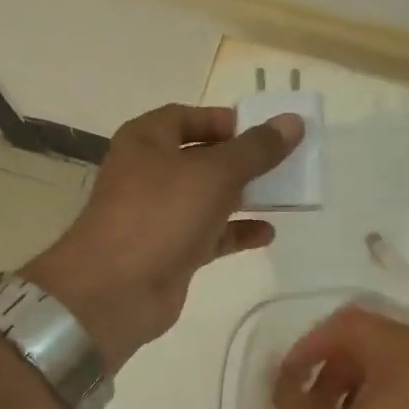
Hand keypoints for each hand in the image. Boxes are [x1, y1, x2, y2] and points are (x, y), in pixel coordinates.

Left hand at [22, 104, 301, 368]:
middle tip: (282, 163)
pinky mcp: (171, 252)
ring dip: (244, 197)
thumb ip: (256, 149)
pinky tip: (267, 233)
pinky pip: (210, 235)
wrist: (115, 291)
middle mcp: (149, 174)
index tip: (262, 130)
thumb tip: (293, 121)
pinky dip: (236, 232)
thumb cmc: (160, 215)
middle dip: (241, 161)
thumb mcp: (214, 173)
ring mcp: (159, 216)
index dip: (223, 120)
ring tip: (284, 196)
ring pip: (208, 198)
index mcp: (146, 141)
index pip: (186, 117)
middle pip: (201, 158)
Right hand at [272, 303, 408, 408]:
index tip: (289, 380)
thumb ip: (290, 399)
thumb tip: (282, 374)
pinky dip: (395, 396)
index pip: (349, 322)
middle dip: (337, 365)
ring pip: (403, 362)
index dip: (310, 345)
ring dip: (364, 382)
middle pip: (378, 338)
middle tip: (312, 405)